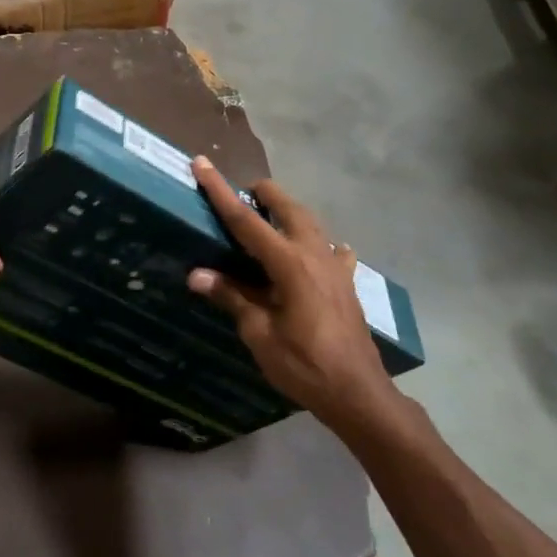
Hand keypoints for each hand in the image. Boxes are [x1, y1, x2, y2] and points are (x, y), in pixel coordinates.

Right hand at [186, 156, 394, 431]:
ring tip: (268, 217)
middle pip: (287, 208)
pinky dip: (316, 243)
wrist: (358, 392)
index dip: (220, 191)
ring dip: (287, 212)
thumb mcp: (260, 334)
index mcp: (289, 263)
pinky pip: (331, 250)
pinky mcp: (346, 282)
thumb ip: (232, 298)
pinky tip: (316, 252)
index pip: (246, 220)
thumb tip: (197, 275)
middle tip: (242, 194)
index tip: (202, 164)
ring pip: (311, 223)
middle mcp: (315, 254)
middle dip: (263, 194)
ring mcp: (336, 266)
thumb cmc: (304, 365)